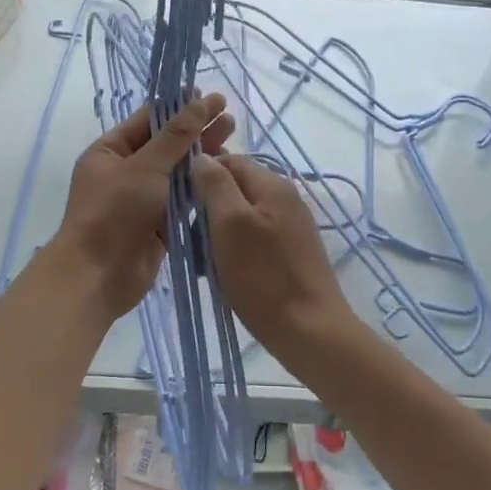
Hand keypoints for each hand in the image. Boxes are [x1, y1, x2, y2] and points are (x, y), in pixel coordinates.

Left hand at [50, 94, 235, 319]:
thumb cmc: (114, 212)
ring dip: (202, 159)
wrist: (98, 276)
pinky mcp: (158, 224)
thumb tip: (199, 102)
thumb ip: (176, 136)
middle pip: (166, 145)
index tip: (210, 97)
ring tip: (232, 143)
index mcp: (110, 151)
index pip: (148, 120)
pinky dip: (200, 189)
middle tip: (230, 120)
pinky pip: (182, 200)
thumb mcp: (145, 167)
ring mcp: (141, 199)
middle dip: (196, 132)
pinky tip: (223, 176)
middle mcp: (125, 171)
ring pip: (177, 173)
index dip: (179, 107)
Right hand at [191, 153, 354, 358]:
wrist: (310, 332)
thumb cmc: (263, 276)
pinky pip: (254, 239)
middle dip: (208, 209)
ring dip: (218, 233)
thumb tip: (202, 157)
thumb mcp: (230, 224)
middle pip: (235, 188)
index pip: (229, 161)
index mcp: (273, 184)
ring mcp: (291, 227)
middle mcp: (285, 198)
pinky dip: (235, 250)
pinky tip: (225, 273)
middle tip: (190, 239)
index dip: (201, 176)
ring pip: (242, 216)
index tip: (180, 204)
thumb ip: (215, 185)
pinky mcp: (291, 253)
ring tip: (203, 262)